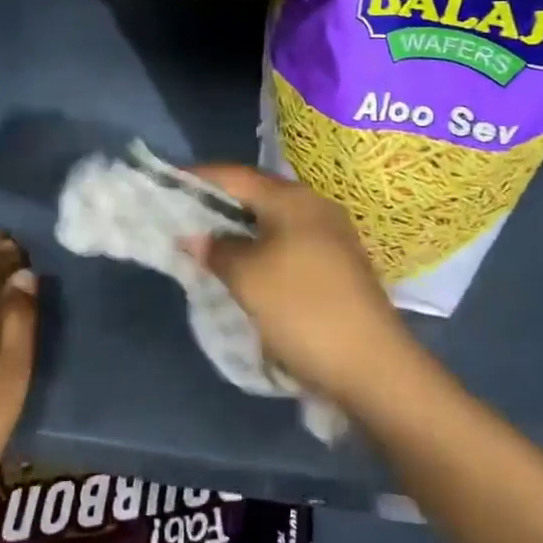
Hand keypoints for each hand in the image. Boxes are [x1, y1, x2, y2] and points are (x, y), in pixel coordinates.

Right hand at [186, 166, 416, 410]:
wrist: (374, 367)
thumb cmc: (303, 310)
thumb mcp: (248, 278)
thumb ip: (217, 249)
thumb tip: (194, 235)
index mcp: (292, 199)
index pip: (235, 175)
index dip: (199, 178)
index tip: (168, 184)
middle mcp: (314, 206)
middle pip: (256, 194)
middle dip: (218, 204)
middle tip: (183, 217)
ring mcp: (331, 235)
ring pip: (273, 220)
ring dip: (240, 229)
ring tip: (208, 244)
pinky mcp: (338, 264)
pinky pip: (288, 242)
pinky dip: (261, 247)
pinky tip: (245, 267)